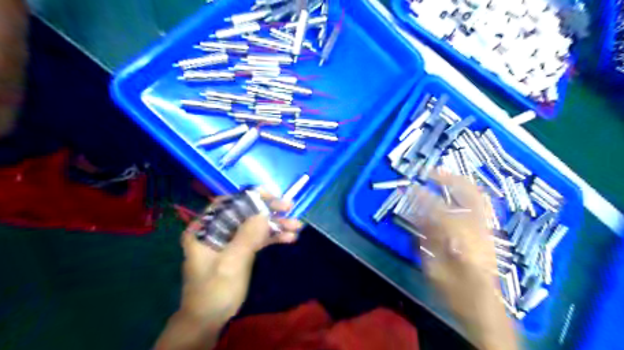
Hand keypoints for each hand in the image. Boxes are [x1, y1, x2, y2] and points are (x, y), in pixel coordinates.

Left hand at [154, 191, 301, 347]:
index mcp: (204, 228)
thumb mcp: (230, 264)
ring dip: (276, 225)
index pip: (228, 203)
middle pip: (245, 212)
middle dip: (269, 210)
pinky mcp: (241, 249)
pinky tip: (291, 238)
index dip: (250, 195)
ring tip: (297, 226)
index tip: (273, 194)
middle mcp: (217, 229)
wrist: (209, 320)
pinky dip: (274, 237)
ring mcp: (231, 239)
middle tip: (290, 206)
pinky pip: (259, 238)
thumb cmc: (214, 291)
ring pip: (255, 225)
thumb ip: (246, 237)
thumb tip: (263, 212)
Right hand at [411, 173, 517, 349]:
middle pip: (467, 193)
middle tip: (430, 172)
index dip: (421, 195)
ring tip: (444, 175)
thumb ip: (425, 238)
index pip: (438, 208)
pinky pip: (482, 205)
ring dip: (460, 182)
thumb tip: (416, 214)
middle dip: (447, 178)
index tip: (409, 186)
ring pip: (478, 196)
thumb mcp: (433, 268)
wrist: (485, 309)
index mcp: (461, 238)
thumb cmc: (455, 291)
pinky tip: (458, 192)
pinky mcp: (489, 232)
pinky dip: (469, 193)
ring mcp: (487, 229)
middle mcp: (478, 228)